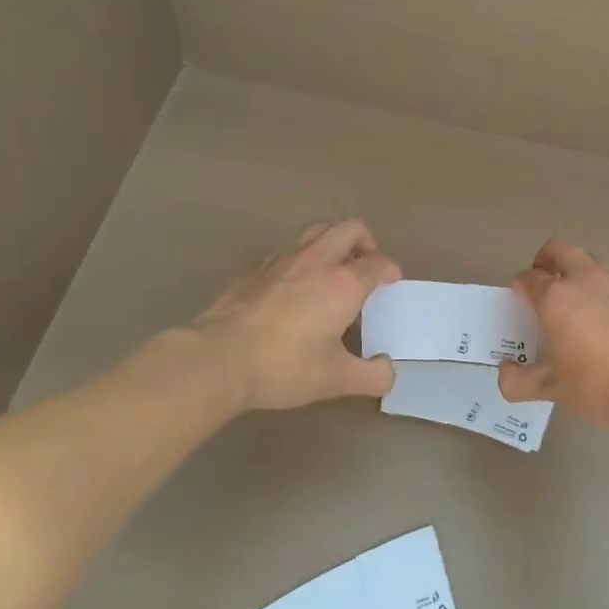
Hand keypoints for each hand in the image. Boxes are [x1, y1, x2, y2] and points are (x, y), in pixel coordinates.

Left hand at [187, 220, 401, 410]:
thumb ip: (371, 376)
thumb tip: (387, 370)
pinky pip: (288, 249)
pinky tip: (293, 288)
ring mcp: (282, 259)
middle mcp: (317, 260)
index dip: (390, 271)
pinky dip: (301, 259)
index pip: (378, 262)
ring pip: (317, 231)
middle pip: (350, 228)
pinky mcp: (254, 268)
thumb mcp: (335, 380)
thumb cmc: (284, 366)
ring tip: (332, 272)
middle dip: (365, 242)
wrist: (217, 359)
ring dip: (332, 243)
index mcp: (344, 283)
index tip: (391, 283)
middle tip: (365, 266)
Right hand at [498, 238, 608, 429]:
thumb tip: (505, 374)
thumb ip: (521, 381)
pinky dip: (606, 296)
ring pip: (593, 264)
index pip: (530, 277)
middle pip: (562, 250)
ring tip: (576, 300)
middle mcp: (586, 281)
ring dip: (579, 272)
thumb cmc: (597, 384)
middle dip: (548, 259)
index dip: (520, 284)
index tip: (519, 296)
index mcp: (557, 297)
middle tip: (543, 279)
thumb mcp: (552, 389)